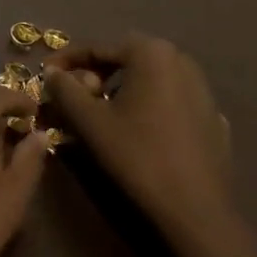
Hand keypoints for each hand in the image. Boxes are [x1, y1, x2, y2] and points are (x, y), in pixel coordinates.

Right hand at [44, 34, 231, 236]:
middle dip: (95, 73)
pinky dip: (147, 106)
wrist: (196, 209)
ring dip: (121, 89)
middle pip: (125, 59)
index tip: (45, 74)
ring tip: (102, 114)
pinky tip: (137, 131)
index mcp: (151, 53)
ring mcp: (202, 89)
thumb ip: (65, 89)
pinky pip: (169, 100)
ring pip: (149, 79)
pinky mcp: (211, 116)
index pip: (98, 48)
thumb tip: (52, 72)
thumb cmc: (138, 155)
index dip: (67, 60)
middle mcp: (180, 61)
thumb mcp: (90, 121)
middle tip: (73, 96)